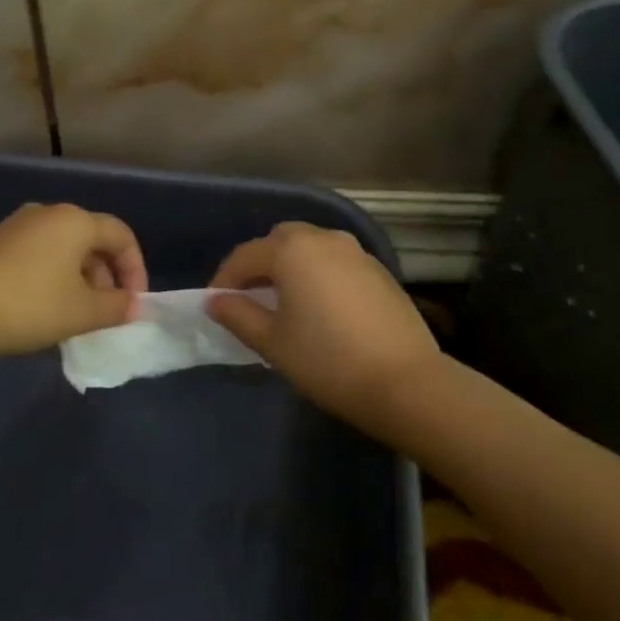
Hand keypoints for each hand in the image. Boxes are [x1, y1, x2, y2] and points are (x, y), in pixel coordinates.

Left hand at [0, 203, 146, 360]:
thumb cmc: (27, 305)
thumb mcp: (81, 313)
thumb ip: (116, 307)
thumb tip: (133, 304)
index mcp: (75, 221)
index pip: (121, 236)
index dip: (135, 269)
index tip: (133, 304)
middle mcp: (50, 213)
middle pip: (93, 239)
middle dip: (107, 276)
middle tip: (106, 312)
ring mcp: (19, 225)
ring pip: (66, 248)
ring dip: (81, 278)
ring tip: (76, 314)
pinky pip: (40, 253)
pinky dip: (54, 276)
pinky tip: (44, 307)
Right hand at [206, 221, 440, 434]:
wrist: (405, 381)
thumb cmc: (327, 360)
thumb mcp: (273, 343)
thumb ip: (238, 315)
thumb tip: (215, 301)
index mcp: (292, 250)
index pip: (246, 255)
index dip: (225, 279)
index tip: (215, 304)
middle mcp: (324, 238)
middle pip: (280, 240)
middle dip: (260, 264)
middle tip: (249, 298)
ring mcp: (356, 252)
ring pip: (311, 247)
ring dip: (292, 266)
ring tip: (285, 302)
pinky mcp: (378, 270)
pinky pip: (336, 262)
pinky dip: (320, 274)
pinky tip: (322, 308)